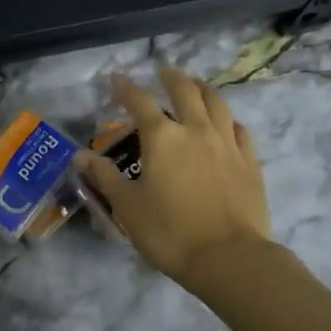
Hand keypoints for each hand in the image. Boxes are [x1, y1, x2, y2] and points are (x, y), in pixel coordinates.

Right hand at [77, 68, 274, 291]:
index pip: (139, 102)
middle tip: (163, 72)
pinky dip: (228, 120)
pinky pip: (239, 129)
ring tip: (196, 86)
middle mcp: (196, 130)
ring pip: (217, 103)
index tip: (117, 79)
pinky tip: (226, 124)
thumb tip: (80, 156)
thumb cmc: (170, 232)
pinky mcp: (249, 162)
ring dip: (203, 89)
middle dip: (171, 78)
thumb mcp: (128, 206)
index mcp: (162, 138)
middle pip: (185, 91)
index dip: (125, 88)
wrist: (229, 258)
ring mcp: (227, 143)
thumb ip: (105, 177)